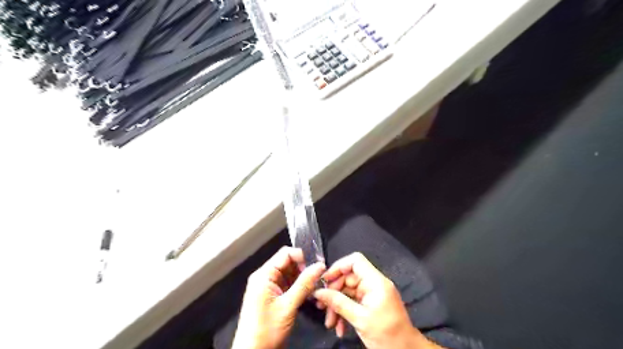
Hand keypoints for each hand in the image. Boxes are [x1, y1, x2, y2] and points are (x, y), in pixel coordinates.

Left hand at [229, 247, 325, 347]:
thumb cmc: (266, 331)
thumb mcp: (288, 306)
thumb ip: (304, 284)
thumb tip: (320, 266)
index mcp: (263, 275)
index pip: (285, 254)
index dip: (302, 257)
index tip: (316, 266)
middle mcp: (265, 277)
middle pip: (288, 262)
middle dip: (304, 268)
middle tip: (318, 278)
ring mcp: (269, 286)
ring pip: (290, 273)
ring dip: (303, 278)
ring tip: (315, 287)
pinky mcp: (273, 296)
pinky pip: (288, 284)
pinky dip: (299, 287)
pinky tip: (308, 294)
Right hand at [314, 252, 439, 348]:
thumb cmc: (386, 334)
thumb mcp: (359, 319)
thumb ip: (338, 303)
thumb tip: (318, 292)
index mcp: (375, 281)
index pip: (355, 261)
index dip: (338, 267)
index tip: (325, 280)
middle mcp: (373, 283)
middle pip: (348, 278)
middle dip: (333, 293)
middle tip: (321, 307)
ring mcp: (371, 293)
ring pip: (347, 291)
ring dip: (336, 306)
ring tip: (330, 323)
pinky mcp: (370, 303)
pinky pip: (352, 301)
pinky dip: (344, 312)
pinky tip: (339, 327)